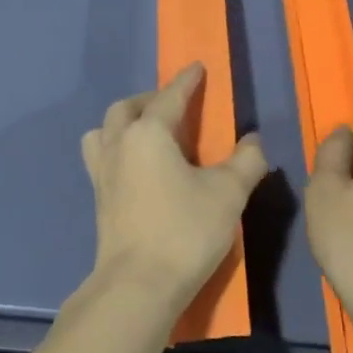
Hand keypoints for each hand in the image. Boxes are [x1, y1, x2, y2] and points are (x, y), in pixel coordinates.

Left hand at [79, 63, 269, 312]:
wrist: (138, 284)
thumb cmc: (185, 231)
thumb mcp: (228, 194)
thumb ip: (246, 161)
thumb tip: (253, 140)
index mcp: (148, 134)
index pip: (169, 97)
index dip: (186, 81)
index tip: (197, 67)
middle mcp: (119, 145)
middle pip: (126, 108)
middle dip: (150, 99)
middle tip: (174, 105)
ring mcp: (102, 173)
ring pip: (104, 131)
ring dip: (124, 122)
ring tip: (148, 133)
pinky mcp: (99, 199)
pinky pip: (102, 157)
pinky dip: (117, 148)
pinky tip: (138, 167)